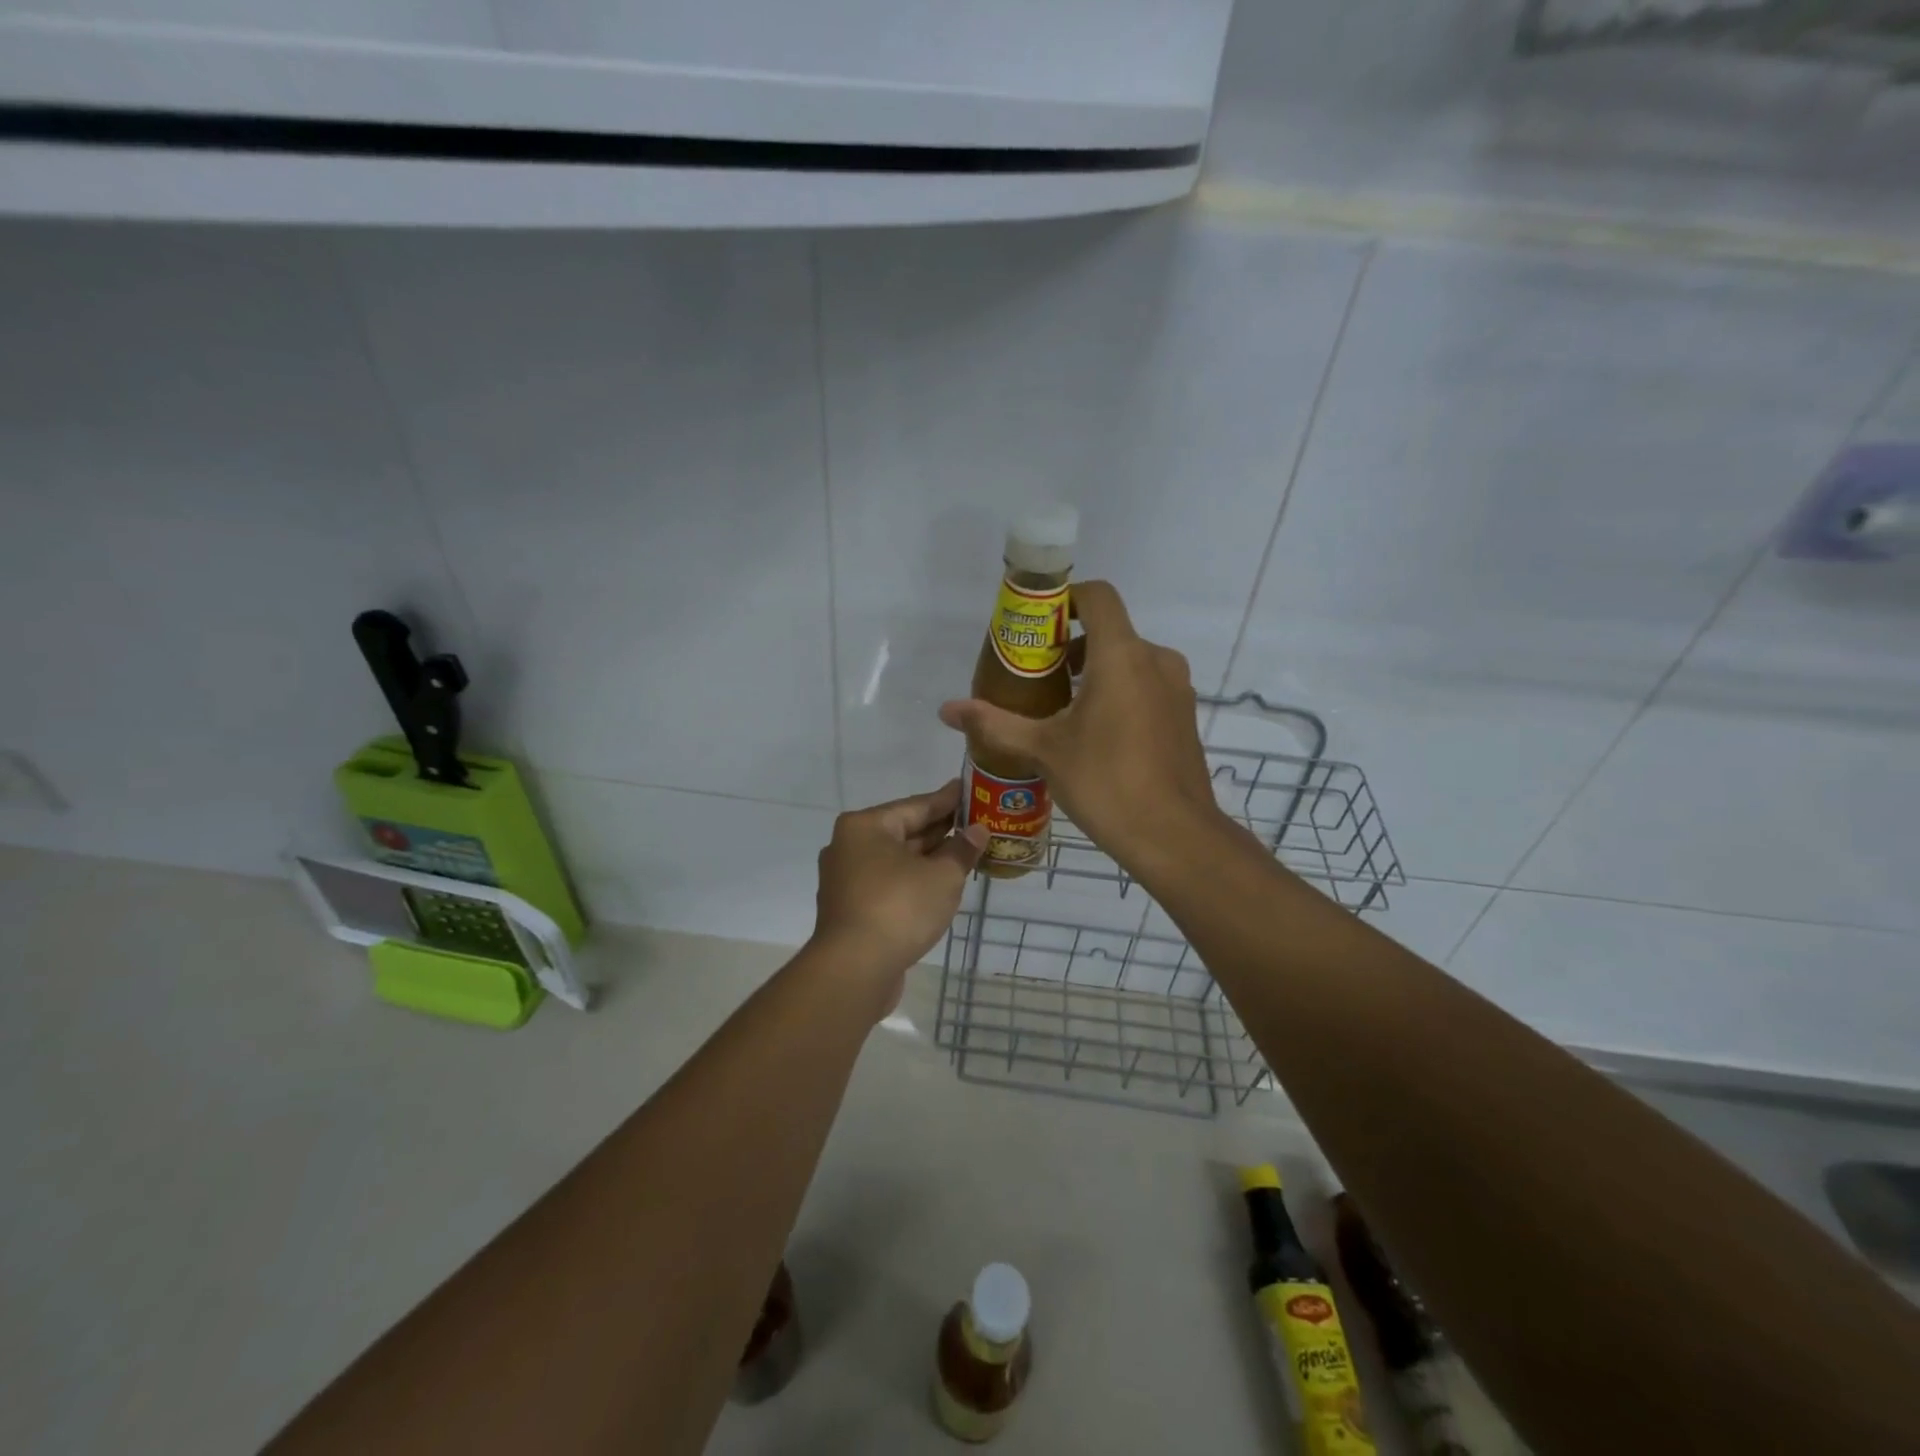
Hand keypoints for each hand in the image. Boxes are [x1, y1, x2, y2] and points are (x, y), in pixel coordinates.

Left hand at [809, 781, 987, 1003]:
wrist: (854, 970)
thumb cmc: (899, 908)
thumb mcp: (942, 876)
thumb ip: (962, 850)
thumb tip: (977, 831)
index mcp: (865, 826)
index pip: (916, 805)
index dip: (948, 799)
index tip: (970, 789)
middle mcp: (849, 846)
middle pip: (904, 831)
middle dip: (941, 830)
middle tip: (976, 823)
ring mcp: (847, 879)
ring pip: (897, 860)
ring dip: (929, 858)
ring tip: (965, 853)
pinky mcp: (851, 908)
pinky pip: (889, 883)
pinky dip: (914, 880)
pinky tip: (940, 884)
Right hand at [938, 580, 1220, 870]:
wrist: (1175, 836)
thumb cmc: (1107, 782)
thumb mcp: (1044, 751)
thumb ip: (995, 724)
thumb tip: (947, 710)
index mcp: (1122, 656)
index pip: (1097, 597)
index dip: (1065, 600)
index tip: (1037, 626)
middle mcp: (1156, 660)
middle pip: (1110, 631)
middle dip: (1071, 646)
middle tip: (1036, 677)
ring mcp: (1176, 689)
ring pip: (1130, 660)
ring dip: (1095, 672)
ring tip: (1060, 709)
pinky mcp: (1184, 716)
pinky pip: (1147, 686)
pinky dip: (1119, 693)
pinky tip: (1096, 735)